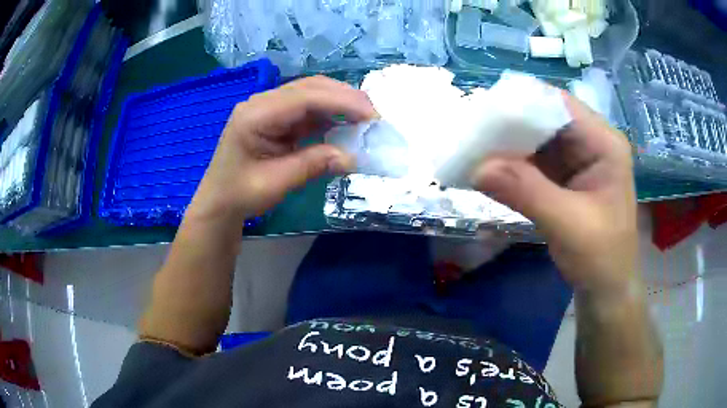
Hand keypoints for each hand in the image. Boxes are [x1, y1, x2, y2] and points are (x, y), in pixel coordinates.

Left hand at [187, 76, 375, 222]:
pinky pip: (307, 109)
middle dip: (345, 98)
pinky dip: (329, 115)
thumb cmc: (240, 194)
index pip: (304, 97)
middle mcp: (262, 103)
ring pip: (311, 94)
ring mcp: (269, 108)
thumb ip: (312, 165)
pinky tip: (345, 125)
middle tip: (374, 116)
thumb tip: (353, 158)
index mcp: (255, 115)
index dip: (341, 102)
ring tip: (365, 119)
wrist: (219, 201)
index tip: (371, 115)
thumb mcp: (275, 183)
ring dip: (340, 104)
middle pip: (310, 88)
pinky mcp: (276, 117)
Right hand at [471, 93, 637, 293]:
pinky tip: (490, 168)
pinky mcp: (563, 176)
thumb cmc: (601, 257)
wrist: (605, 288)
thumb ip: (526, 192)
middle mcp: (590, 142)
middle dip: (510, 125)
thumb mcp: (567, 225)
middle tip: (472, 133)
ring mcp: (576, 158)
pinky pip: (533, 160)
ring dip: (507, 144)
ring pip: (536, 138)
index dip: (523, 102)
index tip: (485, 113)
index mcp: (603, 143)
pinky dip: (512, 164)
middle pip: (545, 117)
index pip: (560, 104)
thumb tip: (477, 168)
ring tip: (474, 149)